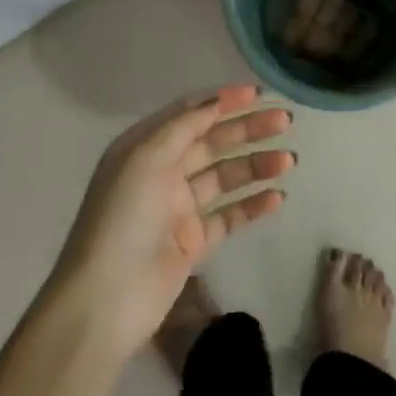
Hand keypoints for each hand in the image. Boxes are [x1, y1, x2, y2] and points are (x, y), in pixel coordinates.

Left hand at [49, 84, 293, 357]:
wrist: (105, 302)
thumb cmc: (122, 219)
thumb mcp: (146, 159)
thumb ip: (183, 126)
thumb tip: (217, 101)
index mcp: (144, 148)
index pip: (189, 113)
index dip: (223, 101)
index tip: (258, 94)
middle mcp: (161, 172)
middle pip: (212, 142)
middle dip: (248, 129)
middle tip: (285, 122)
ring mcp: (178, 209)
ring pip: (224, 177)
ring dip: (256, 165)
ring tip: (290, 160)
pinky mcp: (192, 243)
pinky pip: (228, 216)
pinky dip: (252, 205)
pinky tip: (278, 197)